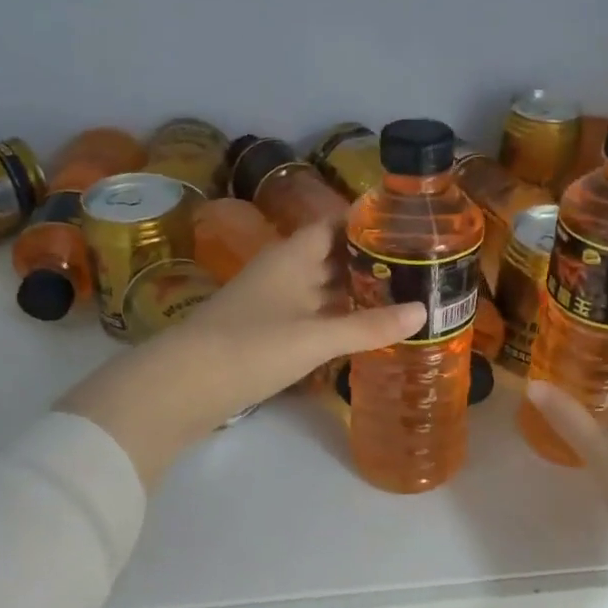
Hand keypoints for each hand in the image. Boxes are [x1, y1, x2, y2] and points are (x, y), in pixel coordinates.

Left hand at [57, 221, 423, 484]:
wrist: (183, 386)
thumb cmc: (251, 347)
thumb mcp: (315, 336)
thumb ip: (369, 326)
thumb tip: (424, 312)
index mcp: (292, 256)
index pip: (335, 224)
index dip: (367, 222)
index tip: (407, 226)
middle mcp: (283, 271)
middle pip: (331, 256)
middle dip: (369, 260)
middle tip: (418, 266)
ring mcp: (272, 302)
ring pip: (321, 288)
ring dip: (355, 291)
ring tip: (402, 295)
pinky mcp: (266, 331)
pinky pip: (311, 314)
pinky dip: (337, 318)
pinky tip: (362, 329)